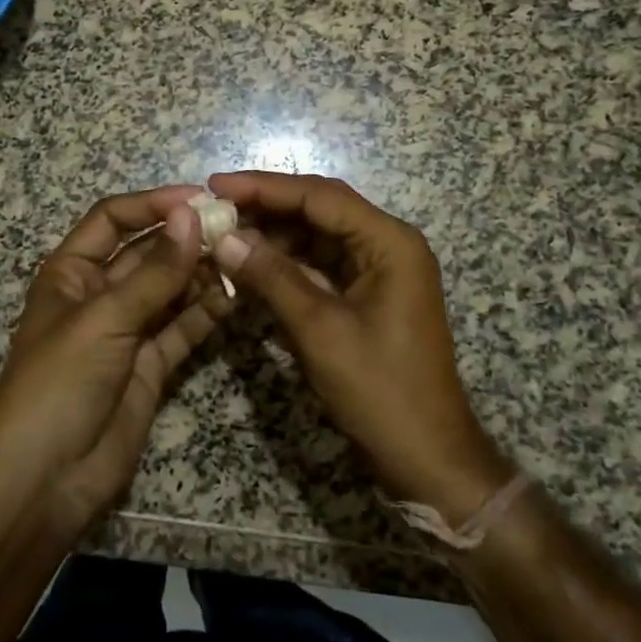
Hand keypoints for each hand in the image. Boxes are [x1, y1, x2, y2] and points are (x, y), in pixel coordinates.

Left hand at [0, 186, 233, 536]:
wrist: (43, 481)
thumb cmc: (58, 384)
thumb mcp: (104, 320)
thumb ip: (155, 272)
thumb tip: (193, 215)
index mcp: (72, 272)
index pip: (114, 219)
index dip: (153, 204)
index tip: (201, 199)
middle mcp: (100, 294)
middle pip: (147, 253)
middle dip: (186, 239)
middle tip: (236, 228)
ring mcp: (127, 331)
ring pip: (170, 290)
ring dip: (201, 274)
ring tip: (242, 260)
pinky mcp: (150, 366)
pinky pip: (182, 329)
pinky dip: (206, 313)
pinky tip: (235, 298)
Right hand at [209, 171, 513, 523]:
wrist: (426, 456)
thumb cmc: (380, 390)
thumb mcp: (319, 329)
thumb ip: (271, 277)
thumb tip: (223, 237)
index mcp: (389, 242)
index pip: (319, 196)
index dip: (264, 187)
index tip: (215, 185)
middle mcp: (388, 244)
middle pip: (320, 209)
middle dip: (267, 207)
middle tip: (214, 208)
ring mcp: (380, 270)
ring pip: (318, 236)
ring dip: (274, 235)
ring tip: (224, 234)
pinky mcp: (368, 295)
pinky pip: (322, 265)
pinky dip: (287, 264)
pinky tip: (251, 265)